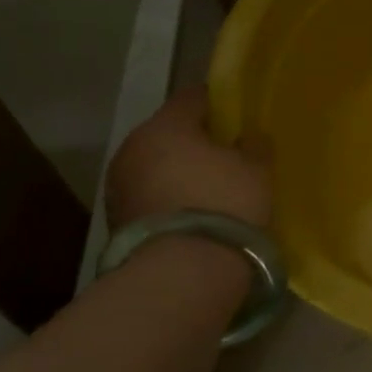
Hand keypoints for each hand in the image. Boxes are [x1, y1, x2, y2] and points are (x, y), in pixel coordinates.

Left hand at [104, 86, 270, 232]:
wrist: (180, 273)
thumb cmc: (224, 205)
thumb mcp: (257, 169)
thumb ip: (254, 145)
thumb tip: (247, 137)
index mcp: (166, 125)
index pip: (193, 97)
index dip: (218, 102)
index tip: (238, 116)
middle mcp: (133, 147)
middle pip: (169, 132)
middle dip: (195, 140)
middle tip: (226, 154)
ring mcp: (118, 184)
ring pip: (155, 165)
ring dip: (177, 171)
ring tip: (209, 188)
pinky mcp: (115, 219)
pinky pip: (148, 194)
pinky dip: (167, 197)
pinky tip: (192, 213)